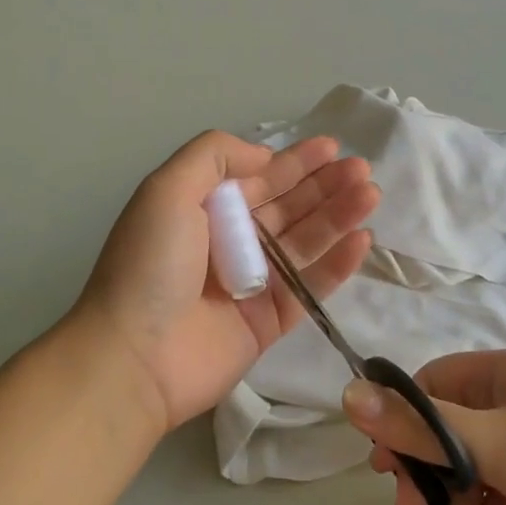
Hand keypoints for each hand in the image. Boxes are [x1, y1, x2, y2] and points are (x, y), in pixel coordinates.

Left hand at [75, 131, 378, 431]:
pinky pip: (310, 286)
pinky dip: (336, 264)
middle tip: (362, 170)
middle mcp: (229, 241)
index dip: (295, 161)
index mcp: (203, 209)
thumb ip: (213, 156)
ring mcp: (252, 283)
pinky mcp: (269, 321)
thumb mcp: (167, 189)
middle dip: (324, 185)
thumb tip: (264, 156)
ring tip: (370, 194)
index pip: (258, 178)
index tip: (332, 147)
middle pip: (288, 207)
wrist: (135, 357)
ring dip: (338, 216)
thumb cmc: (150, 265)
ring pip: (305, 242)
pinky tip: (361, 240)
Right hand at [343, 349, 505, 504]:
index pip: (430, 386)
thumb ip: (422, 425)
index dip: (401, 424)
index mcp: (505, 373)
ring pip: (479, 468)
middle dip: (435, 476)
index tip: (388, 471)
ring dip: (468, 504)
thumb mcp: (500, 445)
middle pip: (450, 431)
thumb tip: (347, 394)